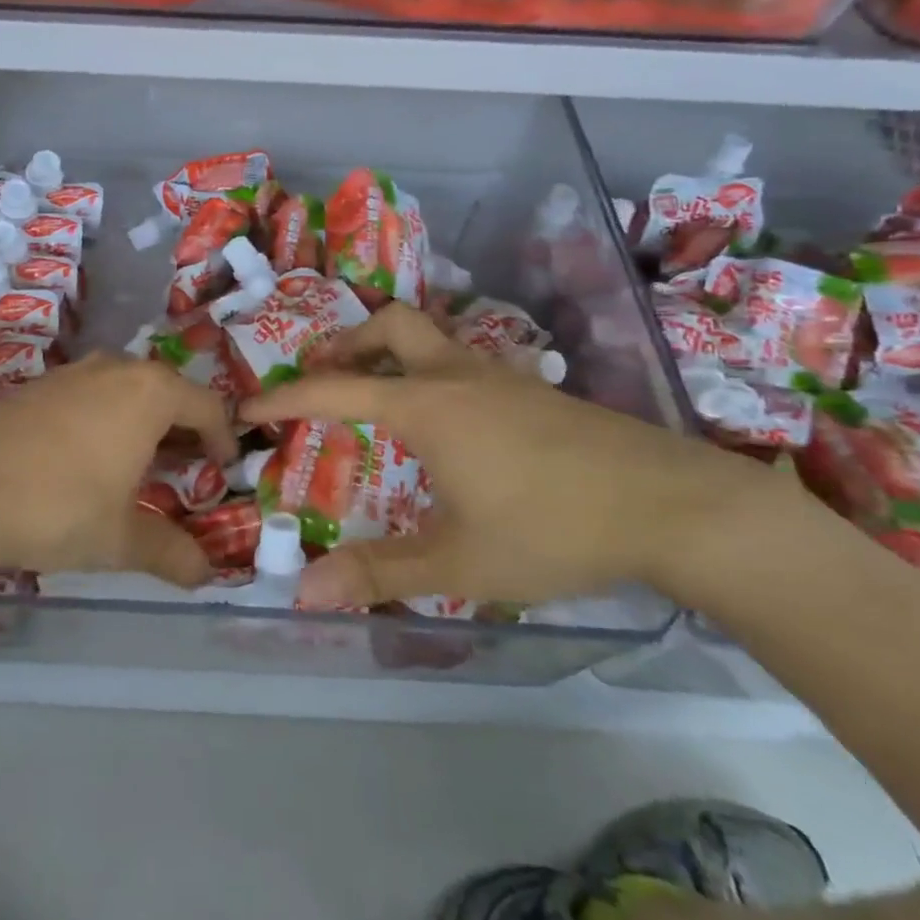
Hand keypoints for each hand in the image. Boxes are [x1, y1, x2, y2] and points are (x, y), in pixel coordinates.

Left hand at [0, 354, 238, 588]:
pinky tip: (85, 462)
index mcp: (149, 392)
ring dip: (141, 425)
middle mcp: (114, 370)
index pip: (206, 406)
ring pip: (124, 391)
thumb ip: (169, 552)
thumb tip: (205, 574)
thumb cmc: (59, 506)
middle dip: (182, 430)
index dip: (222, 438)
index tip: (222, 469)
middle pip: (166, 392)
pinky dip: (103, 422)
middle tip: (186, 470)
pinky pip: (88, 397)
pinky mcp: (34, 388)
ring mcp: (70, 375)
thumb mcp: (120, 538)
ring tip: (138, 467)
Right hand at [241, 304, 772, 610]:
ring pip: (433, 338)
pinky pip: (466, 362)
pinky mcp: (534, 390)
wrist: (670, 504)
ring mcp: (500, 376)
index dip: (285, 395)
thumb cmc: (553, 527)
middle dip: (348, 343)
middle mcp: (457, 376)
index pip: (335, 389)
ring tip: (379, 394)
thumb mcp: (460, 562)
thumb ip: (380, 573)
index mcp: (426, 405)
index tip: (249, 404)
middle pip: (391, 326)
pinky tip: (451, 420)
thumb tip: (306, 593)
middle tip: (326, 377)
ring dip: (394, 353)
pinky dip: (435, 372)